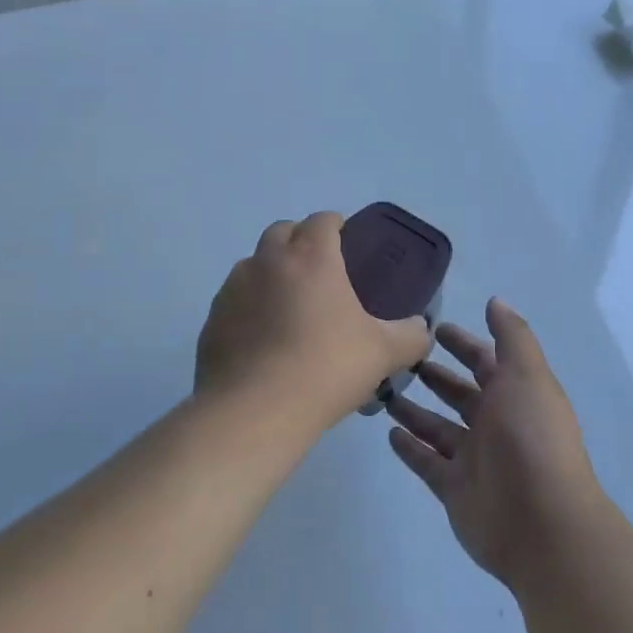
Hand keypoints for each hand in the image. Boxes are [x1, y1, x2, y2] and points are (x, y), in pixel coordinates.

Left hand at [195, 213, 432, 433]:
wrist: (254, 411)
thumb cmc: (326, 368)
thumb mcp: (383, 353)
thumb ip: (410, 336)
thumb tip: (420, 328)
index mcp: (311, 257)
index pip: (322, 220)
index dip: (335, 225)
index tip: (346, 241)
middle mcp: (268, 261)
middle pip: (282, 231)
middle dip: (300, 240)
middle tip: (319, 272)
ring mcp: (234, 288)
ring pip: (254, 264)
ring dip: (271, 272)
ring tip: (289, 307)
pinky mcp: (212, 319)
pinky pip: (234, 300)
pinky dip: (249, 307)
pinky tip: (263, 339)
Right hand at [387, 299, 604, 589]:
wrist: (541, 523)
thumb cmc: (532, 438)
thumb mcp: (526, 375)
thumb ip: (511, 337)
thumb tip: (495, 301)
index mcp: (515, 394)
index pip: (485, 361)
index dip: (463, 344)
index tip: (433, 327)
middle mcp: (495, 424)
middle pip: (459, 394)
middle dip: (435, 375)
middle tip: (398, 358)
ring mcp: (474, 459)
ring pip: (438, 427)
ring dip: (415, 410)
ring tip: (383, 390)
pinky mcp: (454, 489)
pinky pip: (427, 463)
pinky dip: (410, 448)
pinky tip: (388, 433)